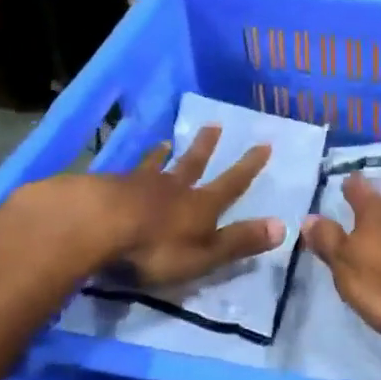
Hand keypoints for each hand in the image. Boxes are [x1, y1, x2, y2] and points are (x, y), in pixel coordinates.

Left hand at [74, 125, 284, 288]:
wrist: (96, 225)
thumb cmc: (155, 247)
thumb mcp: (205, 254)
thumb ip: (240, 241)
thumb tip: (284, 226)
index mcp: (200, 206)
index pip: (232, 183)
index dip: (249, 166)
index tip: (263, 144)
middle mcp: (173, 188)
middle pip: (193, 164)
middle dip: (206, 147)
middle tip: (215, 125)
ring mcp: (138, 185)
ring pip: (156, 165)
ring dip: (163, 154)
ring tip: (165, 142)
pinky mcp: (106, 188)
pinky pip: (125, 174)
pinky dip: (130, 169)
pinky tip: (122, 170)